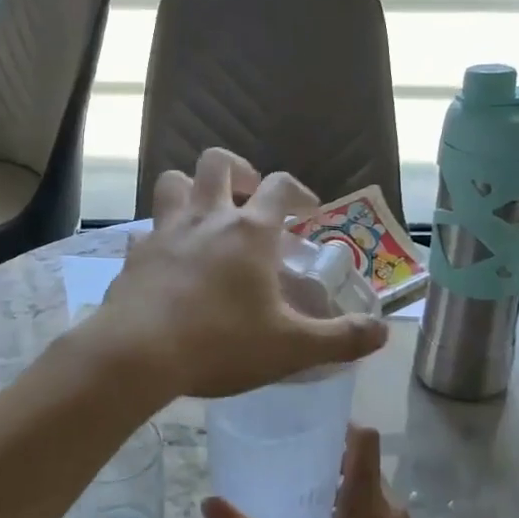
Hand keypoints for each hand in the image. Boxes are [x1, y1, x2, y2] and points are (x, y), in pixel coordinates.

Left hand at [81, 147, 387, 400]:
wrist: (138, 354)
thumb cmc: (221, 343)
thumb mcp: (291, 348)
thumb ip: (340, 339)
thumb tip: (383, 333)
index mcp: (249, 232)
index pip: (280, 186)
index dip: (298, 190)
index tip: (308, 208)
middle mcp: (206, 218)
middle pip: (217, 163)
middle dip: (238, 170)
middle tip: (249, 196)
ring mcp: (164, 232)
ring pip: (173, 182)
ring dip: (191, 188)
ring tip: (206, 215)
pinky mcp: (135, 254)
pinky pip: (147, 230)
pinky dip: (161, 236)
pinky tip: (169, 261)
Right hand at [204, 426, 439, 517]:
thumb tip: (209, 502)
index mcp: (367, 504)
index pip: (365, 439)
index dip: (341, 425)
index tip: (311, 428)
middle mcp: (393, 510)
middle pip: (366, 467)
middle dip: (333, 463)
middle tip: (294, 470)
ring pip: (375, 495)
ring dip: (346, 492)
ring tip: (309, 506)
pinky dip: (361, 517)